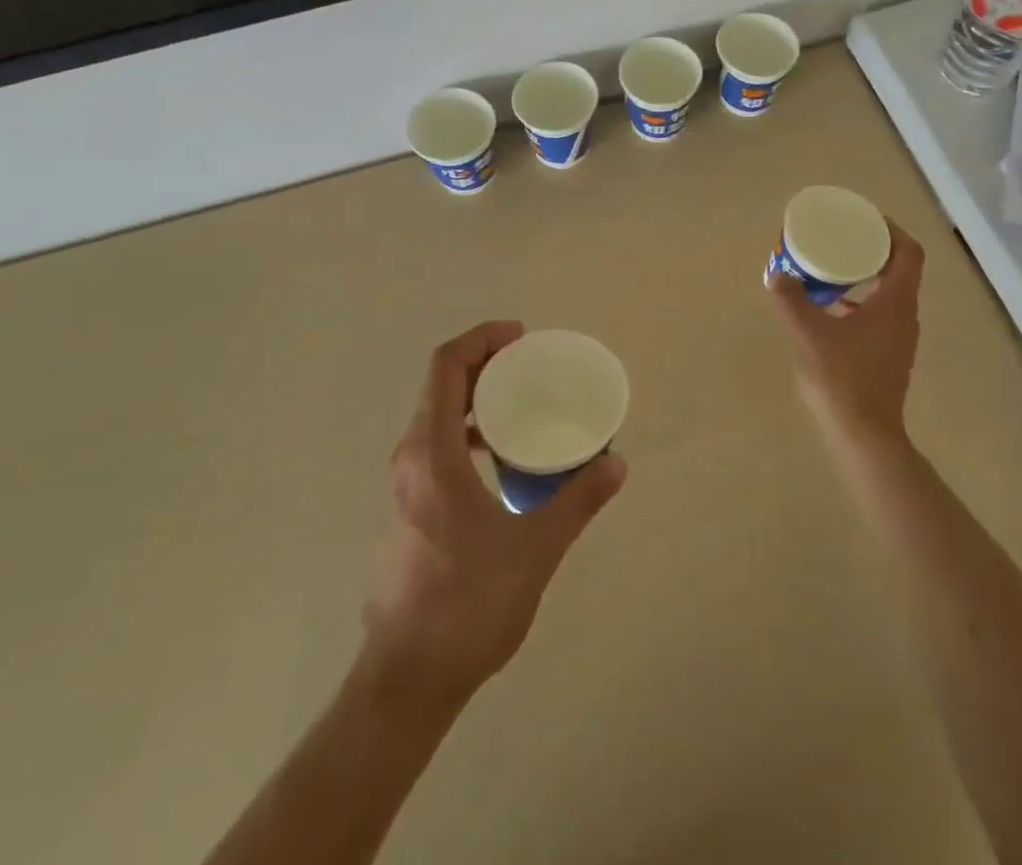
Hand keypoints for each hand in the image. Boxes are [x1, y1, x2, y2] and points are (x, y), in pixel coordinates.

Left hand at [364, 322, 626, 698]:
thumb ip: (578, 500)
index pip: (446, 367)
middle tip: (530, 365)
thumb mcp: (535, 549)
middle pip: (439, 386)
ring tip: (520, 402)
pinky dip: (467, 430)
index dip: (481, 340)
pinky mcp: (409, 509)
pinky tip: (501, 455)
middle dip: (484, 364)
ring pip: (435, 416)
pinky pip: (436, 445)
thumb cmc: (467, 605)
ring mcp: (404, 485)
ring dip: (475, 398)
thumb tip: (617, 462)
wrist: (407, 682)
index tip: (521, 338)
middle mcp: (410, 458)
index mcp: (431, 453)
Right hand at [769, 222, 924, 446]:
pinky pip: (880, 314)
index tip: (864, 219)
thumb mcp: (808, 334)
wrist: (864, 436)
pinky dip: (860, 302)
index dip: (891, 230)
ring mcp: (900, 338)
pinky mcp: (889, 355)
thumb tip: (776, 273)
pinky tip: (830, 309)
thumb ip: (790, 300)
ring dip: (866, 276)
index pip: (908, 252)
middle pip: (899, 269)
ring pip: (889, 293)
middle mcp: (905, 315)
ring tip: (833, 268)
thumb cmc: (842, 379)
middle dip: (873, 249)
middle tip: (842, 237)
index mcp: (895, 302)